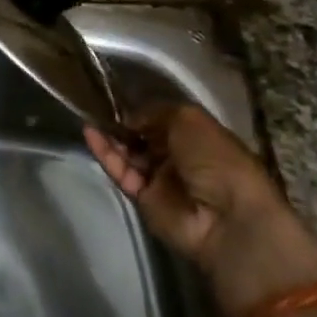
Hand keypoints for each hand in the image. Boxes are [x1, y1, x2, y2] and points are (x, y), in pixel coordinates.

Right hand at [85, 103, 316, 316]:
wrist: (227, 218)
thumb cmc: (217, 159)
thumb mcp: (189, 119)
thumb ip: (154, 112)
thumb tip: (129, 118)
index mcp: (199, 137)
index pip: (165, 120)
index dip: (144, 110)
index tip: (120, 98)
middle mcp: (180, 157)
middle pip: (144, 137)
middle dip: (124, 123)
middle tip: (99, 107)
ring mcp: (161, 179)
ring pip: (130, 154)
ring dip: (111, 136)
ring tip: (89, 116)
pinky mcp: (144, 198)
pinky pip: (121, 172)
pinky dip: (105, 154)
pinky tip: (90, 133)